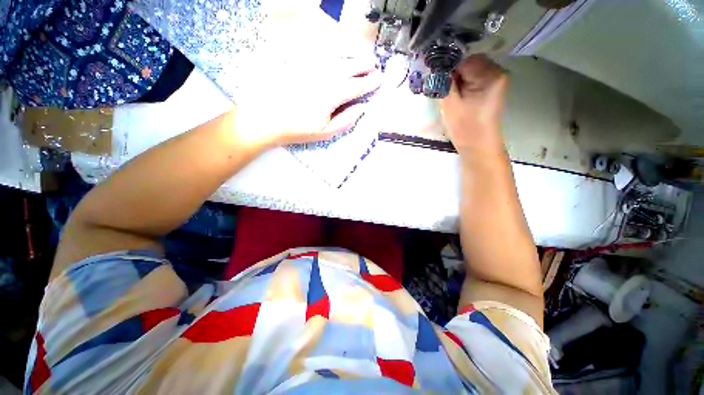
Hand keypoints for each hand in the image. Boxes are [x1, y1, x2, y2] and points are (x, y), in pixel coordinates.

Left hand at [233, 53, 381, 148]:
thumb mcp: (326, 132)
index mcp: (333, 95)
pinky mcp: (300, 67)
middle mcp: (325, 77)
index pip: (356, 87)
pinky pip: (321, 57)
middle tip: (373, 65)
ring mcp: (312, 70)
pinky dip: (334, 56)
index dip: (369, 83)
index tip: (378, 80)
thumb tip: (361, 109)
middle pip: (349, 68)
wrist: (267, 118)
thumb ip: (346, 120)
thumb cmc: (298, 129)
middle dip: (363, 66)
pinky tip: (338, 58)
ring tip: (361, 59)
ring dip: (351, 59)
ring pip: (337, 60)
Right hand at [440, 55, 507, 151]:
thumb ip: (443, 82)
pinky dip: (465, 84)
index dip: (449, 68)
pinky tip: (460, 97)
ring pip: (471, 69)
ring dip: (459, 79)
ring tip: (452, 96)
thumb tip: (436, 66)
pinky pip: (475, 77)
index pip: (464, 59)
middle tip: (445, 90)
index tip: (439, 81)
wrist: (478, 146)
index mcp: (490, 74)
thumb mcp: (449, 103)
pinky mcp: (493, 87)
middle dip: (454, 73)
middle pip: (470, 62)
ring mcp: (497, 79)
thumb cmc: (464, 127)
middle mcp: (498, 71)